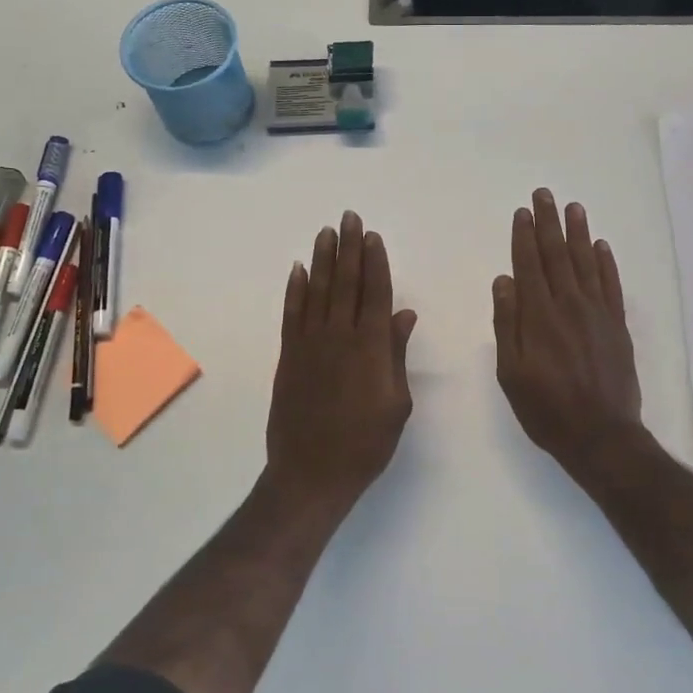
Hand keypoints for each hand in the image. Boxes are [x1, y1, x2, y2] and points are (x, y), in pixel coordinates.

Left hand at [265, 211, 417, 508]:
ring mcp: (310, 345)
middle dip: (349, 249)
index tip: (373, 237)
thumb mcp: (396, 403)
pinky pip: (292, 314)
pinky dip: (294, 290)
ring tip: (326, 232)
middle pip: (346, 283)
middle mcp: (339, 337)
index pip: (375, 294)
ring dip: (322, 260)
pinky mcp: (288, 356)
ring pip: (317, 291)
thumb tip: (404, 315)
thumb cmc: (365, 444)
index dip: (376, 263)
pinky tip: (297, 270)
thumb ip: (397, 355)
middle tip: (349, 218)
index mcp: (371, 348)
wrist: (311, 474)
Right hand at [493, 190, 654, 480]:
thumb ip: (508, 324)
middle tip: (544, 195)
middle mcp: (569, 304)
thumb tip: (504, 280)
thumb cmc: (547, 408)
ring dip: (578, 233)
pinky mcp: (617, 325)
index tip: (522, 212)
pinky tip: (601, 246)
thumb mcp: (511, 372)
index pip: (529, 264)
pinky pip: (611, 285)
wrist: (601, 435)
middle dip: (549, 222)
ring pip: (586, 262)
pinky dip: (606, 263)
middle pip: (557, 254)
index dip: (523, 236)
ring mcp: (597, 313)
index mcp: (539, 315)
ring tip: (573, 208)